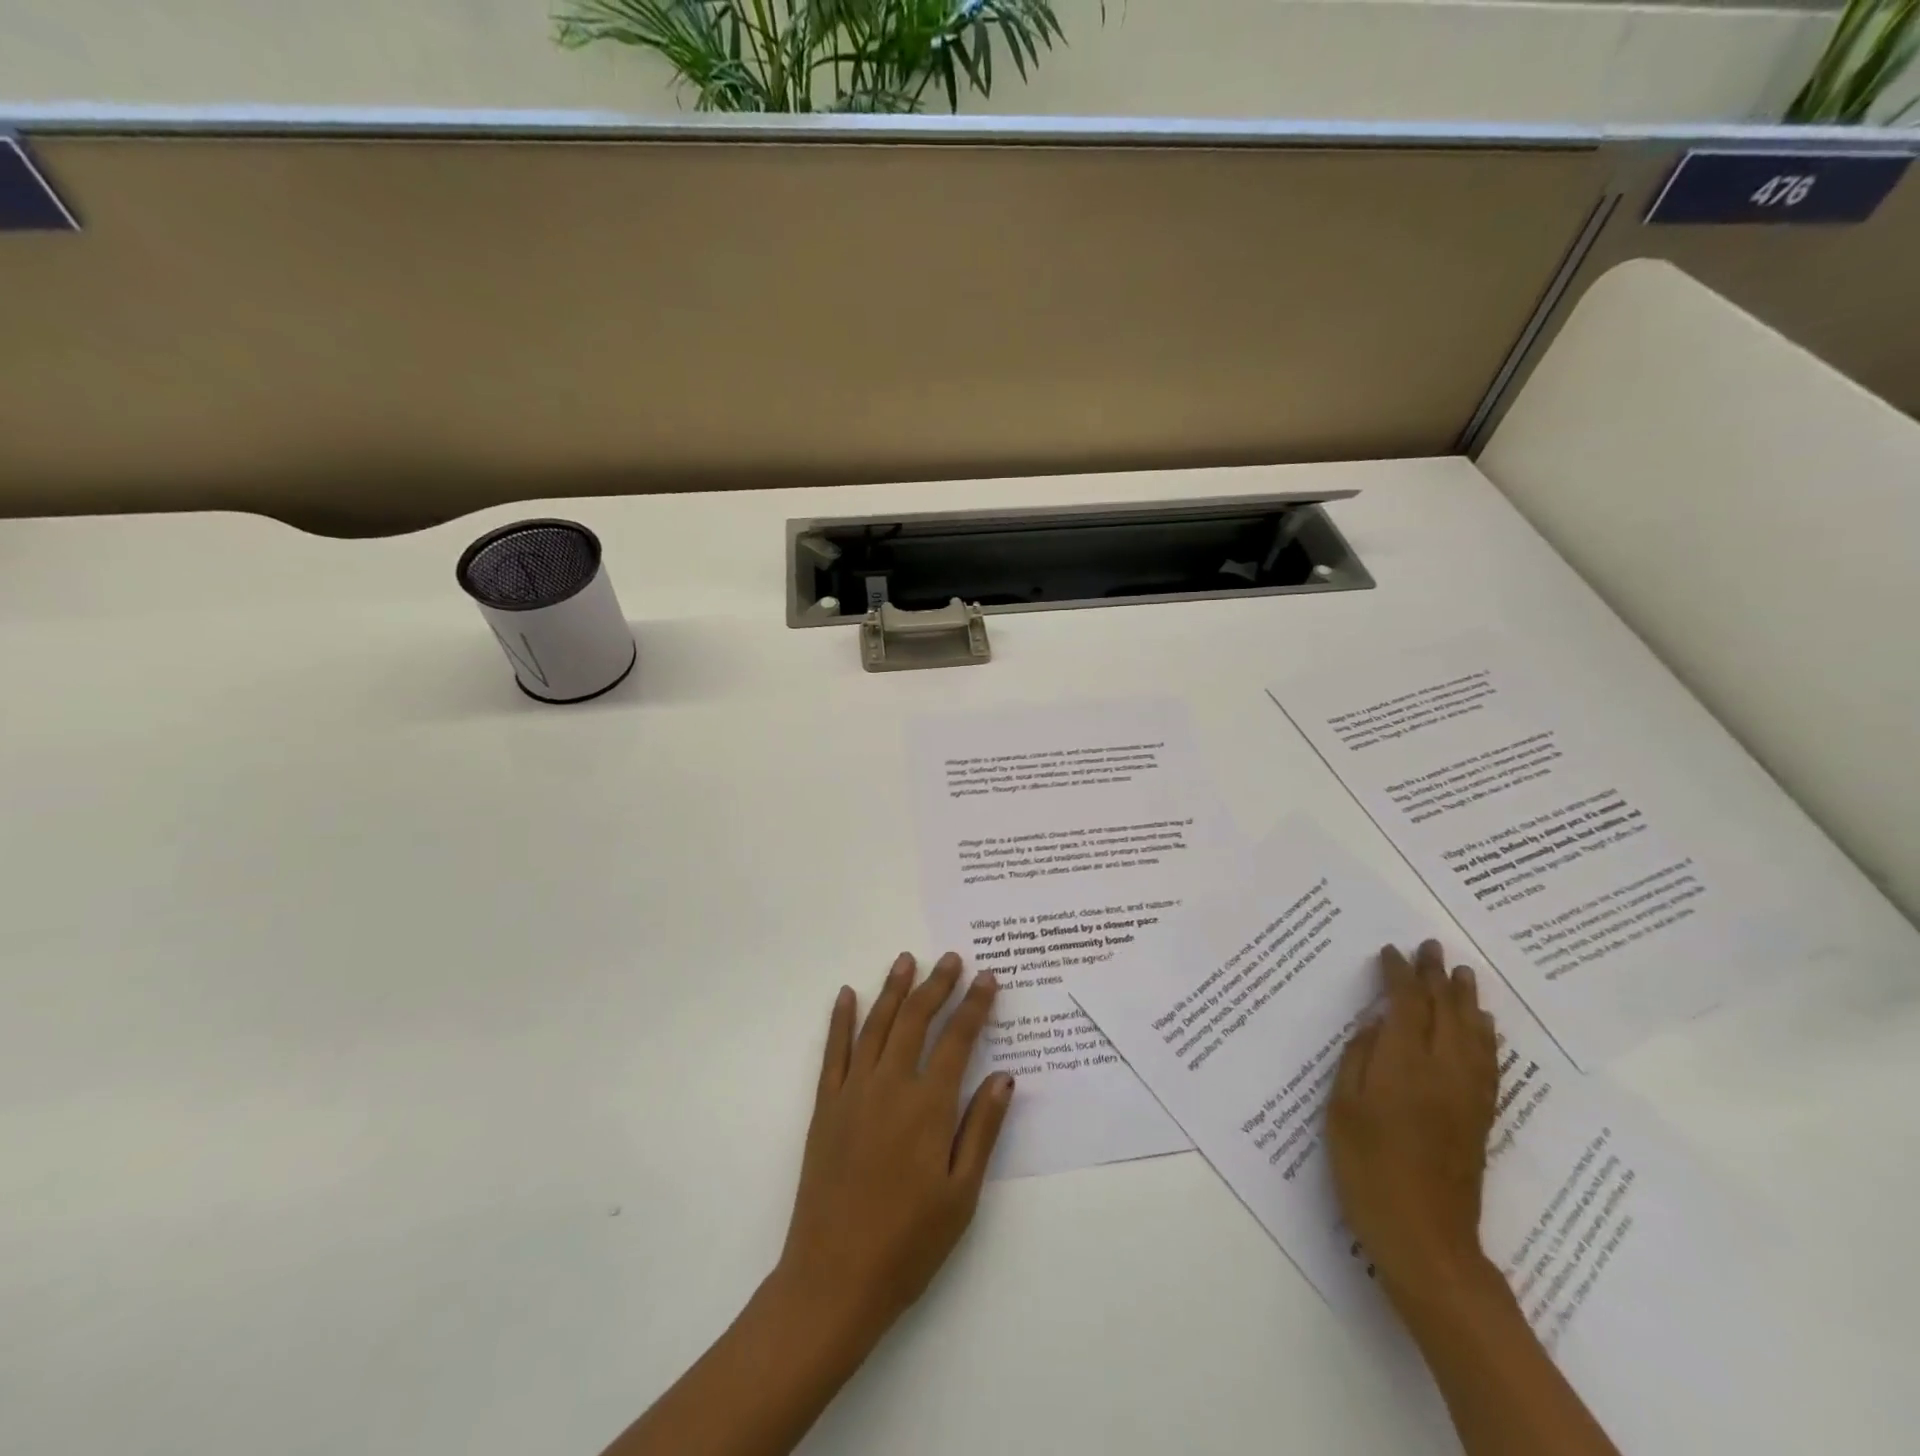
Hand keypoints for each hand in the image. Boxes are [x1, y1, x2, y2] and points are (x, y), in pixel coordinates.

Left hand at [770, 951, 1015, 1360]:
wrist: (833, 1280)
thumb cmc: (908, 1243)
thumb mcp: (961, 1194)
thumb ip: (982, 1129)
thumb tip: (1004, 1076)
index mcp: (928, 1106)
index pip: (957, 1040)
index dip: (974, 1005)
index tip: (987, 978)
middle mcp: (890, 1086)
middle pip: (916, 1020)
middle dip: (936, 985)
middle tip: (951, 958)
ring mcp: (852, 1092)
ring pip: (876, 1025)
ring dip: (893, 989)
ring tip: (906, 960)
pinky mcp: (825, 1106)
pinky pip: (833, 1051)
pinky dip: (840, 1019)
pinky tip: (847, 994)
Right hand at [1327, 939, 1498, 1303]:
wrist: (1425, 1237)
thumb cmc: (1367, 1168)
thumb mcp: (1343, 1109)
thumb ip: (1358, 1060)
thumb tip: (1375, 1024)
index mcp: (1403, 1065)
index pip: (1406, 1005)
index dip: (1399, 974)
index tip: (1390, 951)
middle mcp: (1442, 1071)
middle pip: (1445, 1012)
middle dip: (1436, 976)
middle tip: (1431, 946)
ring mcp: (1467, 1095)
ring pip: (1473, 1034)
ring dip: (1467, 999)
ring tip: (1463, 973)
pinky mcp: (1480, 1117)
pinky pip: (1489, 1063)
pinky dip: (1486, 1036)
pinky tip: (1483, 1026)